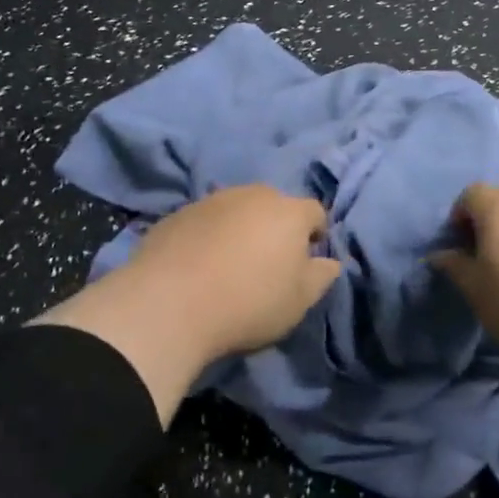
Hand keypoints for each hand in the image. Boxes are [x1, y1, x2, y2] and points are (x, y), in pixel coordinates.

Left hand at [36, 186, 340, 424]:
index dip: (315, 235)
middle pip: (274, 206)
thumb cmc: (249, 303)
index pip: (315, 212)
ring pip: (237, 210)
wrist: (169, 303)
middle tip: (268, 264)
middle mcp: (251, 194)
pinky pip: (205, 222)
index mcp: (288, 211)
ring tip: (230, 266)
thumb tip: (329, 261)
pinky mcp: (177, 214)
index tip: (305, 262)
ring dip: (240, 230)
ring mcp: (211, 200)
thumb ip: (321, 276)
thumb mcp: (299, 301)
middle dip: (276, 228)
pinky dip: (209, 237)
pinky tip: (199, 266)